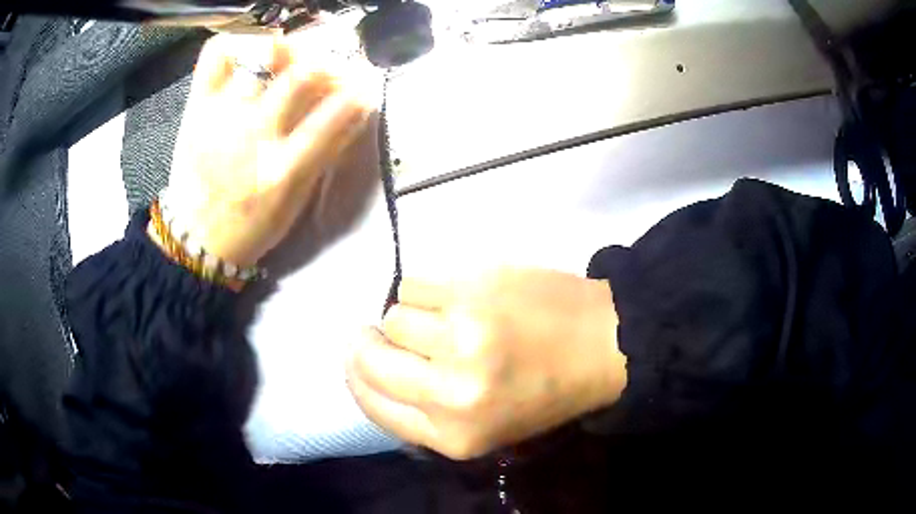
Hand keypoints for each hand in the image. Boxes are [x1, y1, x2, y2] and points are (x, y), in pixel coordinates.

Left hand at [155, 34, 379, 267]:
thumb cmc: (250, 225)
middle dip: (327, 64)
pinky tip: (250, 49)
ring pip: (262, 56)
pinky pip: (216, 55)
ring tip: (289, 57)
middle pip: (301, 75)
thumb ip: (325, 152)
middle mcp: (252, 136)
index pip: (334, 116)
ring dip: (288, 49)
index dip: (358, 93)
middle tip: (327, 69)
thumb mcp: (296, 200)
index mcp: (282, 171)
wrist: (195, 237)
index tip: (364, 87)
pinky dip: (237, 41)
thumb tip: (355, 109)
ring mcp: (221, 116)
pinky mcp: (197, 106)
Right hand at [346, 268, 626, 459]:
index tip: (357, 357)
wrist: (603, 343)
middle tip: (375, 332)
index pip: (373, 404)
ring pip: (394, 316)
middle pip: (371, 358)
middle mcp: (452, 391)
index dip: (357, 377)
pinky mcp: (474, 289)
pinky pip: (415, 283)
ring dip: (407, 316)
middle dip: (366, 343)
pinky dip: (425, 289)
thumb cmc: (546, 392)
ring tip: (440, 318)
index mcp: (454, 436)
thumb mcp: (485, 430)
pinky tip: (453, 295)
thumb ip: (425, 414)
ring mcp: (463, 335)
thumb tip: (372, 372)